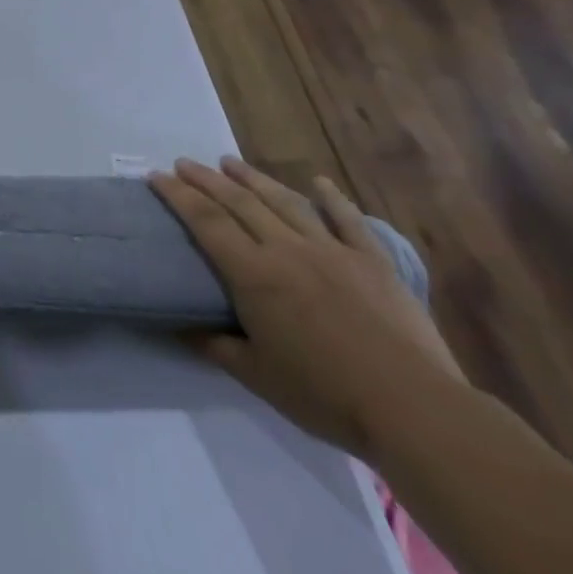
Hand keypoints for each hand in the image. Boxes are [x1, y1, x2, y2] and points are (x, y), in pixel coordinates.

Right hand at [150, 156, 463, 458]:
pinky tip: (318, 182)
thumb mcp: (256, 376)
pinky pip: (348, 221)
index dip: (177, 195)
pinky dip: (332, 198)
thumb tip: (178, 325)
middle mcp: (286, 250)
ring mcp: (333, 252)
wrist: (417, 411)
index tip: (155, 177)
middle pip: (238, 202)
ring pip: (285, 202)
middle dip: (206, 179)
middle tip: (183, 163)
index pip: (204, 221)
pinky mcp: (373, 263)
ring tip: (229, 162)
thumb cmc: (326, 395)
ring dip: (253, 178)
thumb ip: (214, 345)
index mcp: (253, 274)